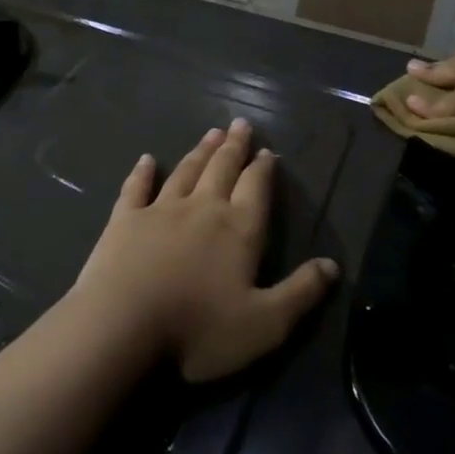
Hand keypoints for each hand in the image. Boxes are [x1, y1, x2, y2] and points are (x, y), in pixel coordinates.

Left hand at [73, 120, 339, 382]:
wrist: (121, 326)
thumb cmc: (197, 328)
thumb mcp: (264, 324)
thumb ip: (301, 293)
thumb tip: (333, 265)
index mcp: (238, 229)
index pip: (256, 188)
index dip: (264, 169)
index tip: (267, 151)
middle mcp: (202, 208)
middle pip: (222, 169)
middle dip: (234, 147)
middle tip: (240, 124)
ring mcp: (160, 210)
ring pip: (186, 172)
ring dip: (200, 152)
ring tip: (211, 133)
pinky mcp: (124, 220)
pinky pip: (136, 188)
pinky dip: (142, 172)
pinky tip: (147, 160)